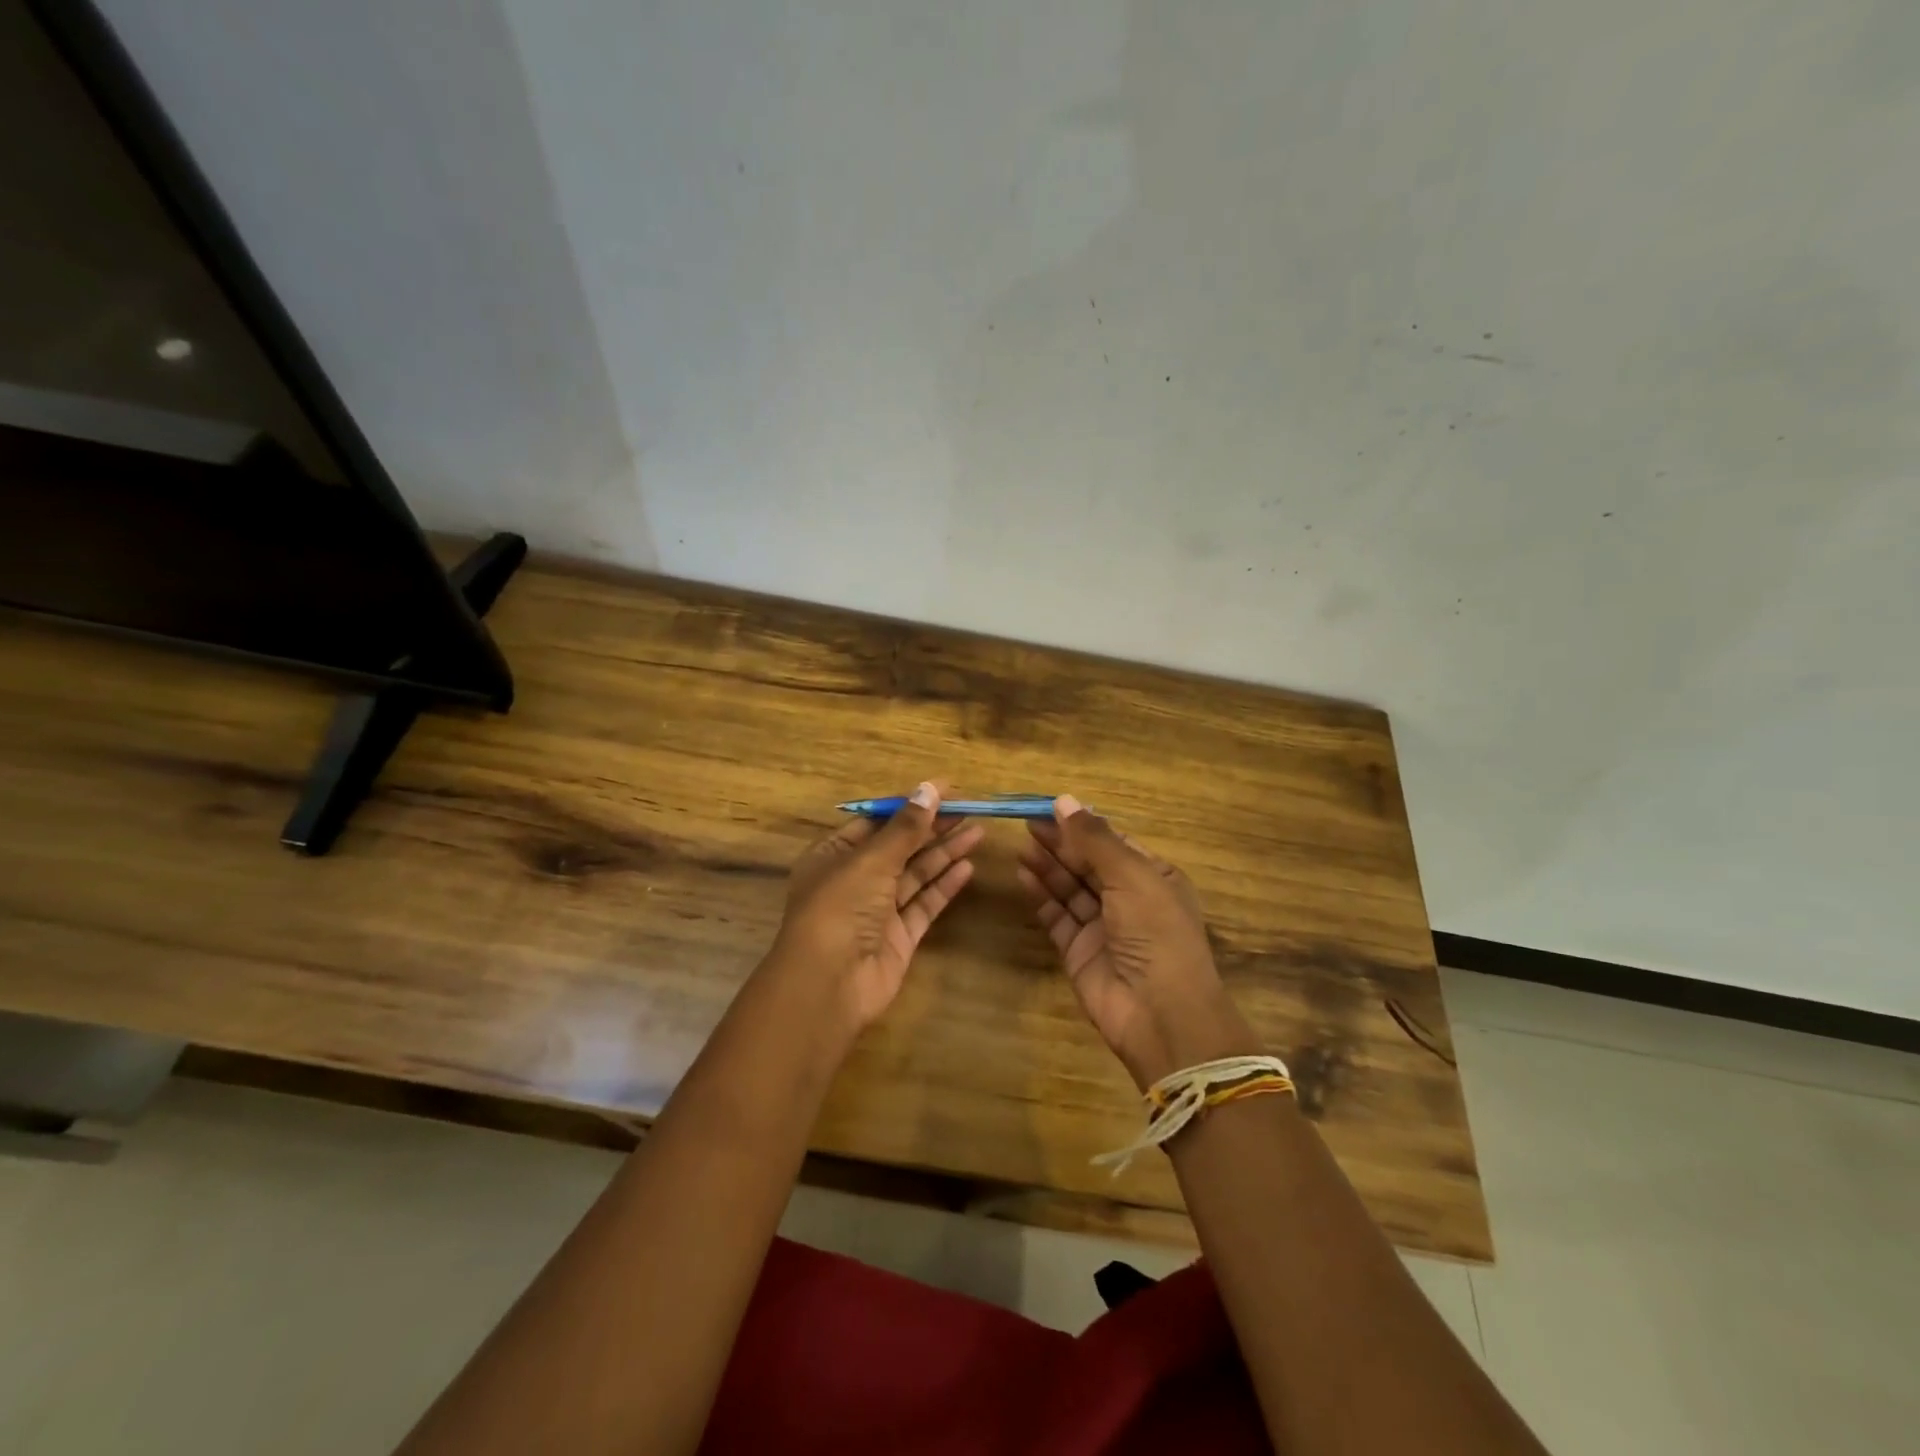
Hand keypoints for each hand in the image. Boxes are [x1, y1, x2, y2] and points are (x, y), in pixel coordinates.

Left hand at [769, 782, 983, 1034]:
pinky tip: (967, 868)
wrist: (829, 984)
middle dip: (932, 827)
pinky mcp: (898, 938)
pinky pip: (924, 904)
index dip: (909, 805)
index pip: (876, 822)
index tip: (945, 790)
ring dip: (944, 853)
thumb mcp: (871, 859)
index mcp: (834, 855)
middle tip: (970, 808)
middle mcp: (854, 880)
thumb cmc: (840, 908)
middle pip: (899, 847)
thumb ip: (905, 828)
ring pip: (915, 875)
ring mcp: (877, 911)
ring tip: (978, 832)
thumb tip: (930, 788)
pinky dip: (944, 886)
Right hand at [1018, 795, 1257, 1089]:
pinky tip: (1023, 874)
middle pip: (1088, 864)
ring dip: (1048, 866)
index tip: (1050, 807)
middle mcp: (1129, 900)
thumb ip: (1094, 838)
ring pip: (1071, 888)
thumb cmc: (1155, 932)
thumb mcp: (1130, 875)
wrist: (1160, 1013)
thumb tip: (1064, 800)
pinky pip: (1058, 916)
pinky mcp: (1079, 952)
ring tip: (1022, 844)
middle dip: (1061, 843)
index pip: (1113, 843)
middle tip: (1027, 823)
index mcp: (1154, 878)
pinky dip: (1042, 896)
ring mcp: (1103, 927)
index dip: (1083, 825)